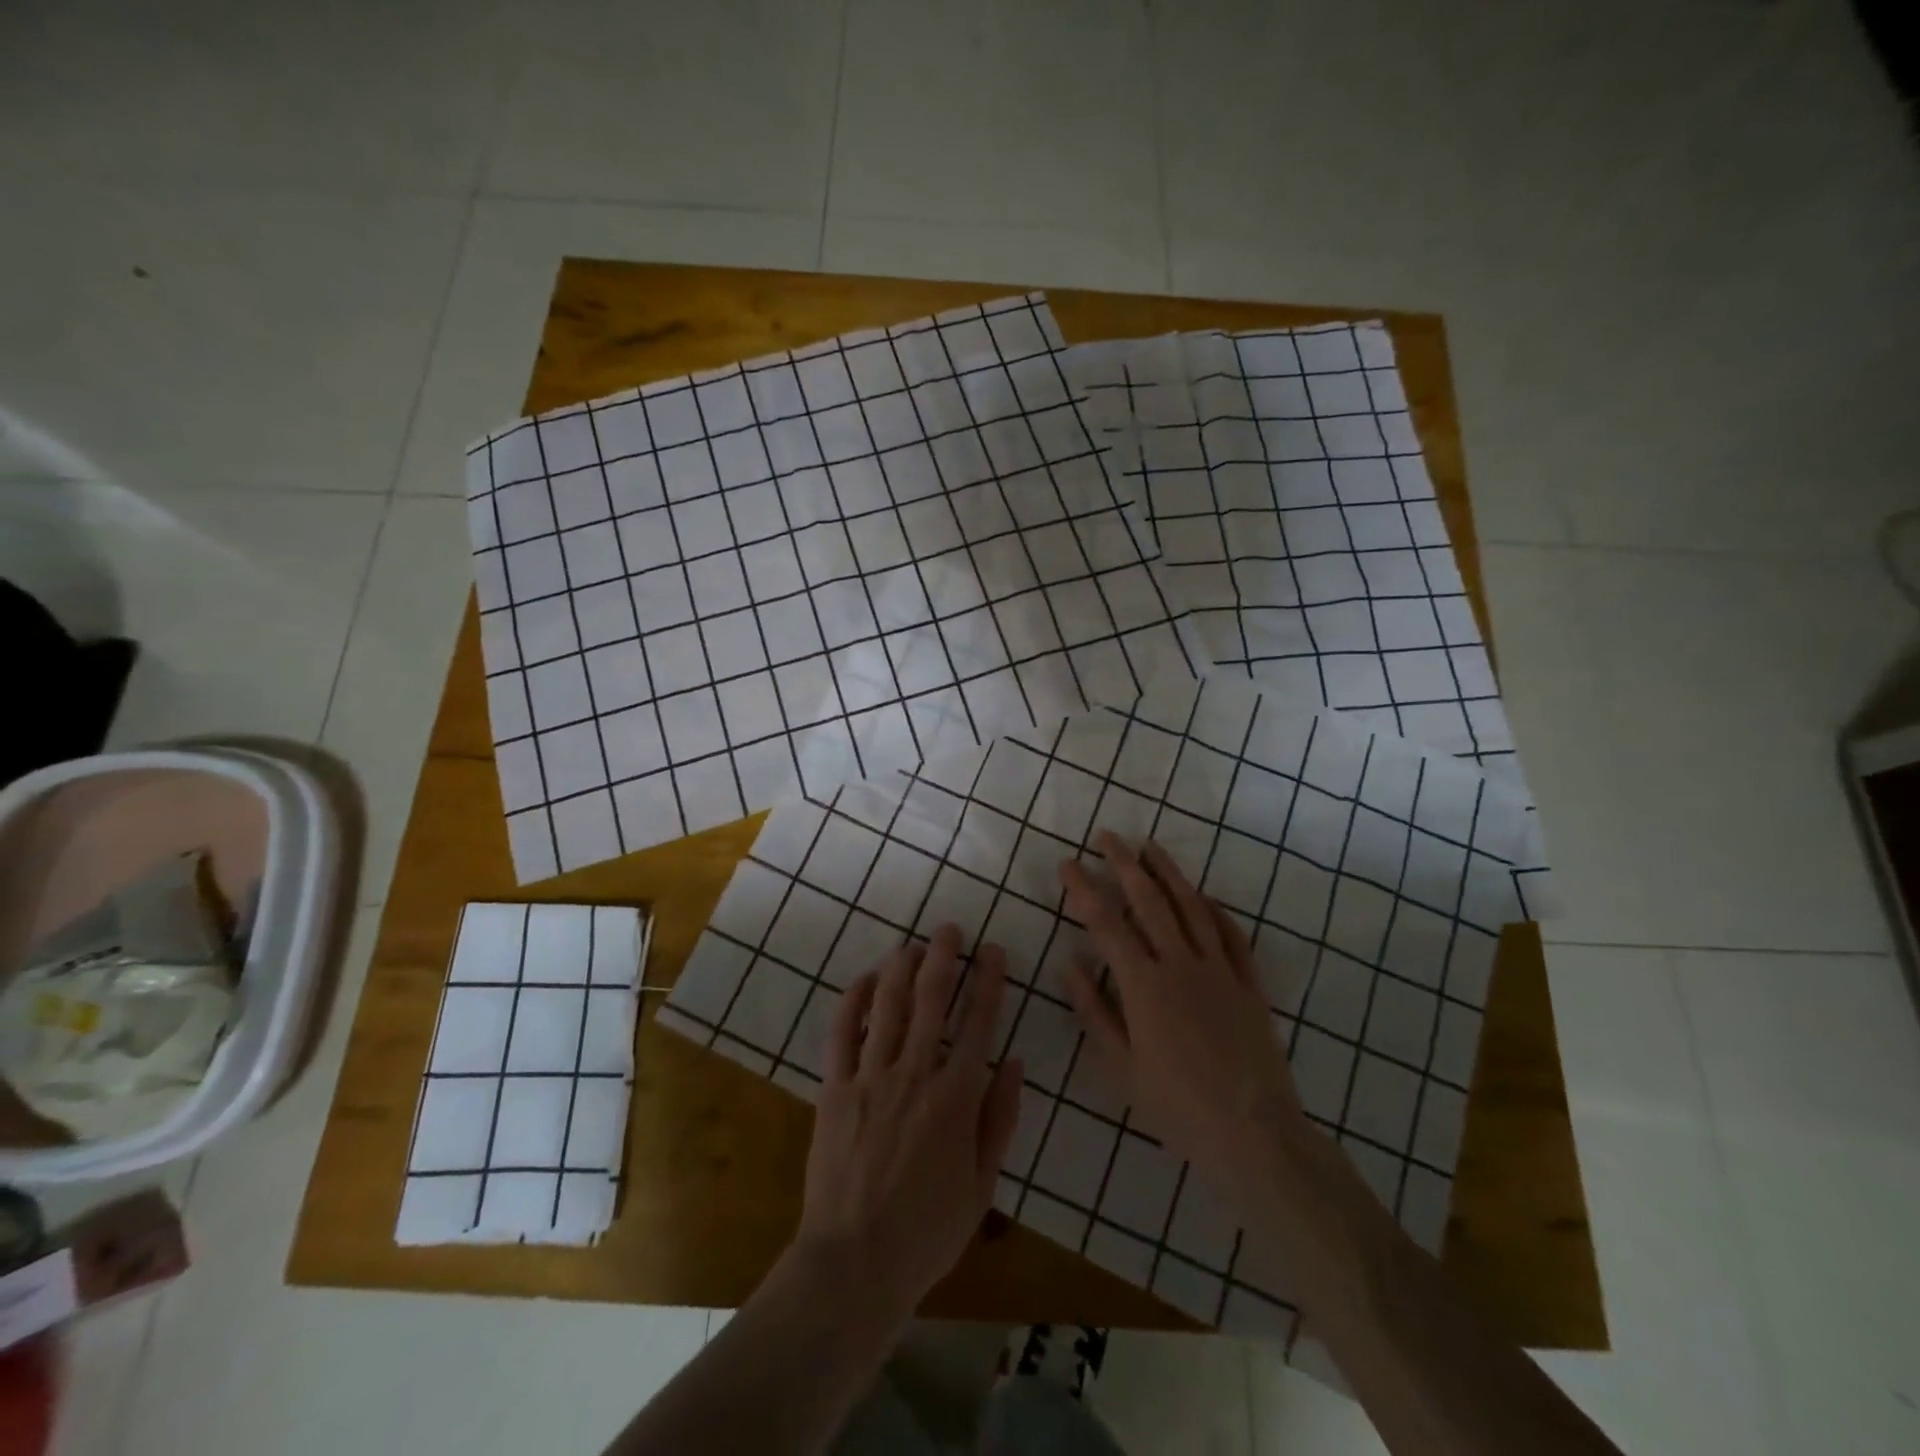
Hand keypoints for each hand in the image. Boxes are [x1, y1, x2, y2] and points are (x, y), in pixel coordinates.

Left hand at [788, 925, 1023, 1325]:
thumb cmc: (927, 1231)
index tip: (993, 950)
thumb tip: (1015, 1063)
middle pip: (932, 1000)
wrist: (855, 1262)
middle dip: (943, 958)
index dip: (988, 982)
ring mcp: (871, 1077)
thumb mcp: (983, 1185)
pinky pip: (842, 1033)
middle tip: (949, 929)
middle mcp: (915, 1074)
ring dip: (901, 968)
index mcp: (956, 1098)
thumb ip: (1000, 1119)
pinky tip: (863, 979)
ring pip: (888, 1006)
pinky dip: (852, 1000)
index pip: (979, 1024)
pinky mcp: (835, 1088)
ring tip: (913, 944)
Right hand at [1060, 832, 1309, 1196]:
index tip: (1067, 864)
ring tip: (1150, 847)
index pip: (1106, 923)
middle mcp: (1180, 965)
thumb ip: (1094, 1011)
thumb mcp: (1121, 1067)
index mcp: (1144, 985)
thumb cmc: (1177, 1106)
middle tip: (1106, 836)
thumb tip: (1070, 963)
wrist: (1254, 1133)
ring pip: (1191, 908)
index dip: (1083, 890)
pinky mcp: (1249, 984)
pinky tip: (1203, 896)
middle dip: (1124, 864)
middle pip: (1149, 901)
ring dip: (1169, 874)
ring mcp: (1219, 970)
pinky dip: (1215, 910)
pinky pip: (1232, 936)